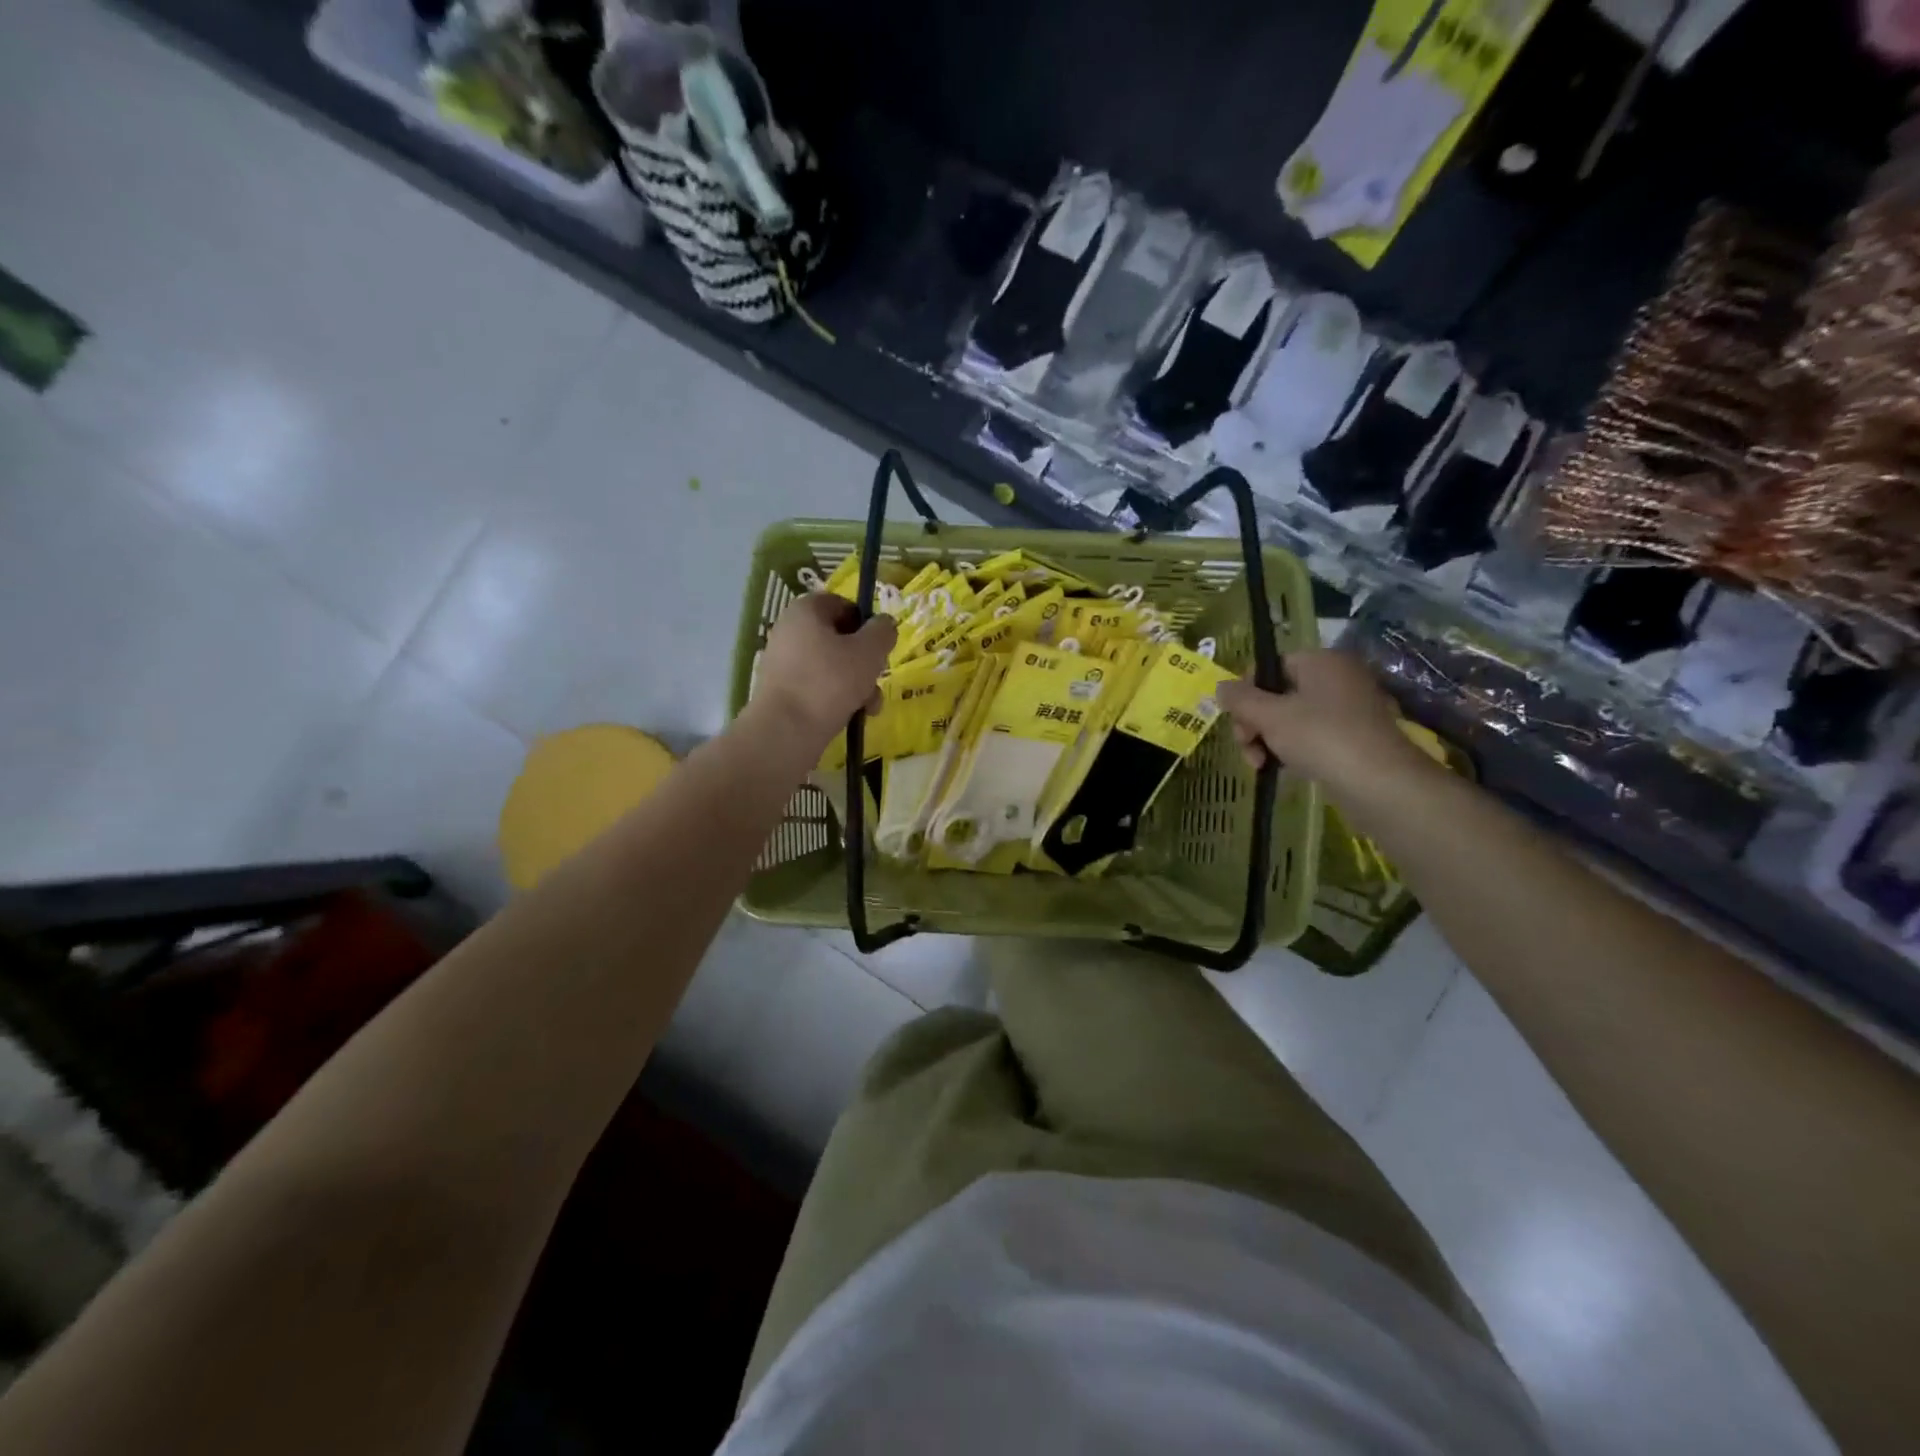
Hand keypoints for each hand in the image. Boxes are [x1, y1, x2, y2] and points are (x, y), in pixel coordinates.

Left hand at [753, 593, 897, 744]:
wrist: (785, 731)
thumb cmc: (829, 682)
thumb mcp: (869, 652)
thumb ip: (883, 631)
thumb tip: (884, 624)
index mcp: (806, 610)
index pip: (843, 604)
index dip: (866, 623)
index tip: (879, 647)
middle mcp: (789, 631)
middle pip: (839, 639)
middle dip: (865, 662)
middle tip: (877, 680)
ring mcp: (783, 662)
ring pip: (832, 666)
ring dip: (857, 684)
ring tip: (869, 707)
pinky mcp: (781, 691)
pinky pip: (817, 687)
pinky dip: (836, 698)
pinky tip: (851, 716)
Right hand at [1215, 650, 1439, 798]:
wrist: (1379, 783)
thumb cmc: (1321, 737)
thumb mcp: (1270, 716)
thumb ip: (1240, 698)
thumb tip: (1220, 686)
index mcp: (1321, 661)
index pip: (1270, 665)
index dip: (1246, 691)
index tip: (1236, 720)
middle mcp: (1337, 678)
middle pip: (1278, 693)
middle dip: (1254, 721)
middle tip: (1247, 747)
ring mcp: (1348, 709)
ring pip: (1291, 718)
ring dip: (1268, 739)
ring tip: (1260, 765)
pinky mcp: (1353, 738)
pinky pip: (1311, 736)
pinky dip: (1292, 750)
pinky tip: (1282, 769)